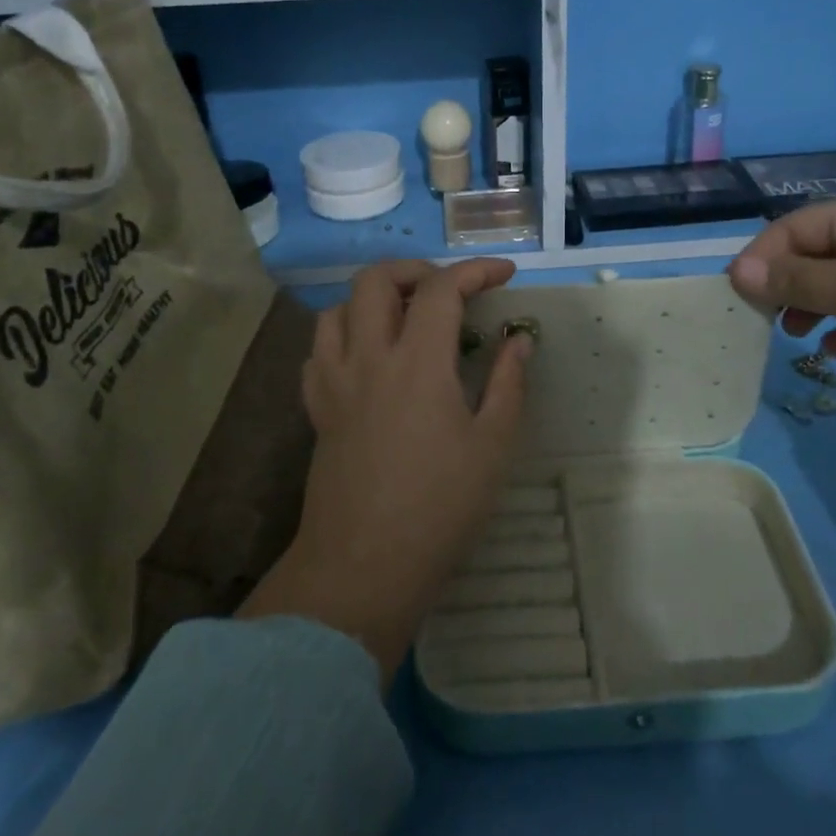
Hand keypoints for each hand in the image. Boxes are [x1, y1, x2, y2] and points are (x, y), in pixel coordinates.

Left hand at [239, 258, 529, 682]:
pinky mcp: (317, 409)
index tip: (504, 275)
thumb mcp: (493, 446)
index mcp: (419, 363)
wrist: (363, 566)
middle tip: (448, 290)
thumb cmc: (440, 508)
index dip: (475, 271)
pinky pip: (318, 350)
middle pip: (375, 280)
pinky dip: (343, 335)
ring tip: (405, 317)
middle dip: (415, 270)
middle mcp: (370, 358)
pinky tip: (367, 357)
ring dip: (373, 298)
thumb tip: (518, 339)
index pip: (442, 289)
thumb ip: (508, 383)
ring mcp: (335, 382)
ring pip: (337, 308)